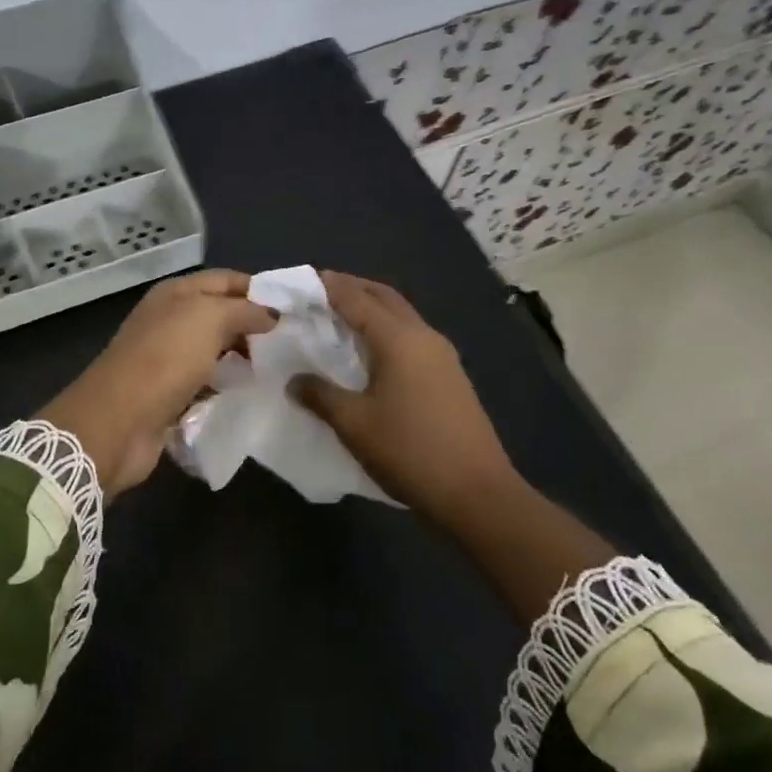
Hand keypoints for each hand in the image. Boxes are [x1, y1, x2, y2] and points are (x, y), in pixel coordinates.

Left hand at [40, 270, 275, 497]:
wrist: (118, 422)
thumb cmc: (164, 360)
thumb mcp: (209, 319)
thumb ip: (244, 310)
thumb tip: (271, 315)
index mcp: (176, 294)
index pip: (226, 280)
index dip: (259, 290)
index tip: (294, 310)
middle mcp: (170, 321)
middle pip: (221, 317)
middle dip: (254, 328)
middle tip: (293, 344)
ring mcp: (168, 359)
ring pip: (216, 352)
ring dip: (243, 360)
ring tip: (280, 370)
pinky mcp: (170, 395)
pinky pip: (208, 385)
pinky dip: (227, 388)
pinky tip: (252, 395)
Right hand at [292, 271, 519, 520]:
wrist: (476, 493)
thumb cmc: (409, 451)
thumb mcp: (354, 424)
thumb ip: (320, 395)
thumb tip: (295, 380)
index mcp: (398, 339)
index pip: (356, 299)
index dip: (329, 286)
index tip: (303, 278)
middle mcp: (423, 336)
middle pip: (384, 297)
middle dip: (353, 288)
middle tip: (320, 292)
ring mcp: (442, 356)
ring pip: (401, 316)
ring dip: (372, 309)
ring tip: (340, 319)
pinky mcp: (450, 376)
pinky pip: (411, 337)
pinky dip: (386, 331)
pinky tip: (370, 353)